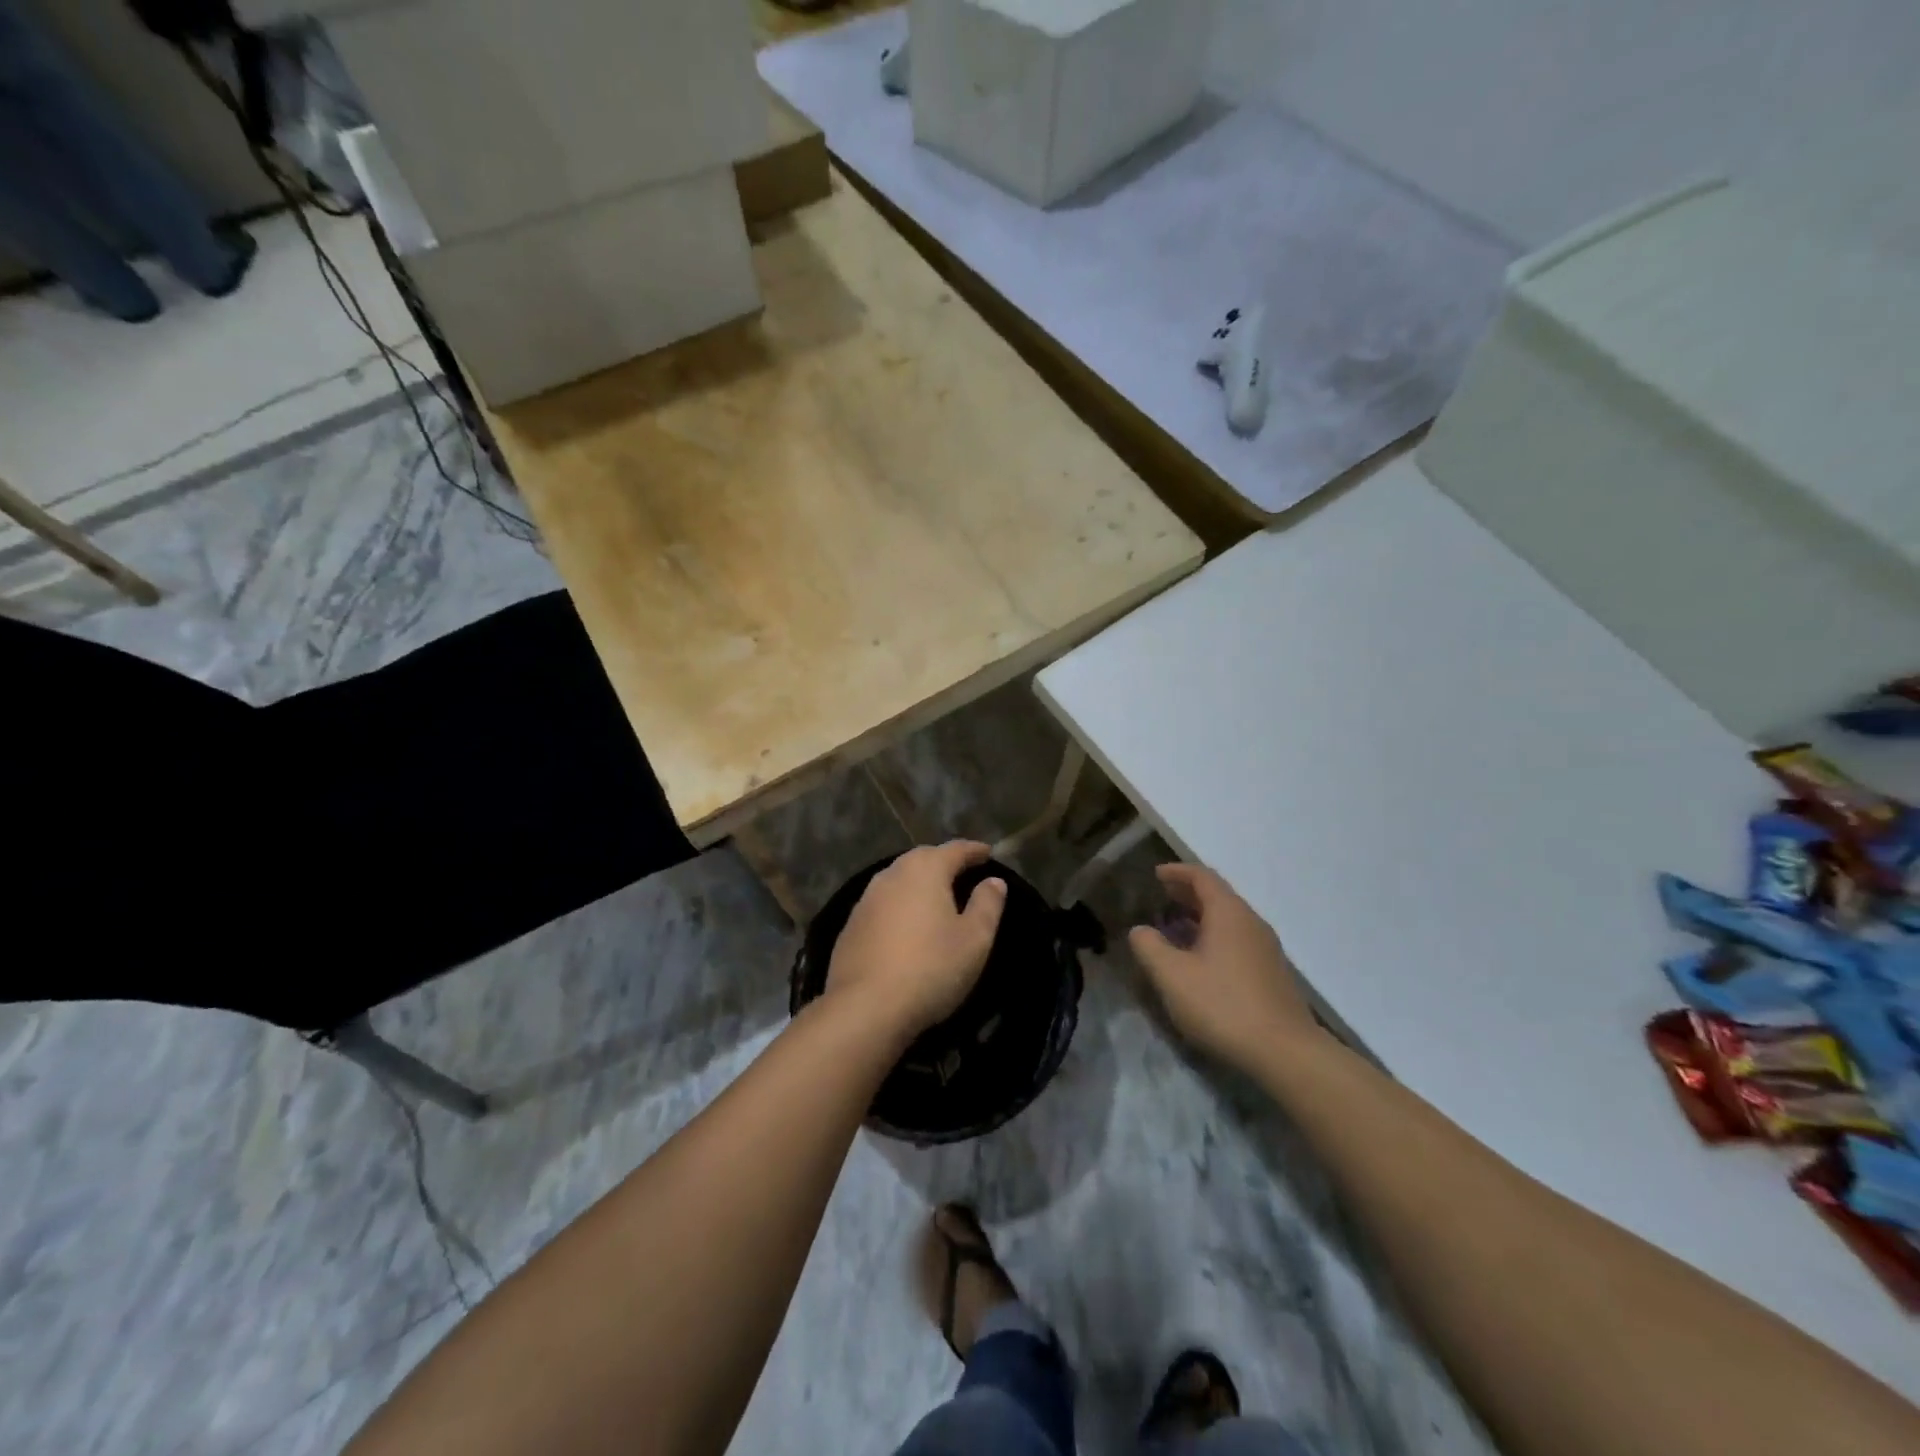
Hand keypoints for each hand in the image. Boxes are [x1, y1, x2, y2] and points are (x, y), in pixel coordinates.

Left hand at [826, 841, 1007, 1039]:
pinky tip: (906, 923)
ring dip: (919, 882)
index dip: (974, 850)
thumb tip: (994, 880)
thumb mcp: (974, 939)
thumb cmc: (930, 968)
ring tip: (936, 895)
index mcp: (925, 870)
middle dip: (944, 861)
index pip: (955, 850)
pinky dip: (900, 905)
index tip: (988, 853)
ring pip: (899, 879)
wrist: (865, 1008)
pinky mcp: (851, 925)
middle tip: (962, 870)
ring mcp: (866, 899)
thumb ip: (987, 904)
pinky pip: (883, 904)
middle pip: (922, 858)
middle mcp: (892, 875)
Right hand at [1129, 863, 1317, 1072]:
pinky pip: (1237, 940)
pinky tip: (1200, 959)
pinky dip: (1214, 936)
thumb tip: (1140, 930)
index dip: (1177, 872)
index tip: (1156, 873)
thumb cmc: (1222, 1005)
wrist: (1285, 1052)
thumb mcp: (1172, 976)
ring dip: (1201, 916)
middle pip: (1218, 896)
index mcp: (1228, 913)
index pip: (1202, 877)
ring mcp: (1266, 949)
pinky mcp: (1272, 973)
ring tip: (1176, 926)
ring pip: (1229, 920)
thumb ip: (1149, 947)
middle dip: (1188, 893)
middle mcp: (1251, 923)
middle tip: (1162, 896)